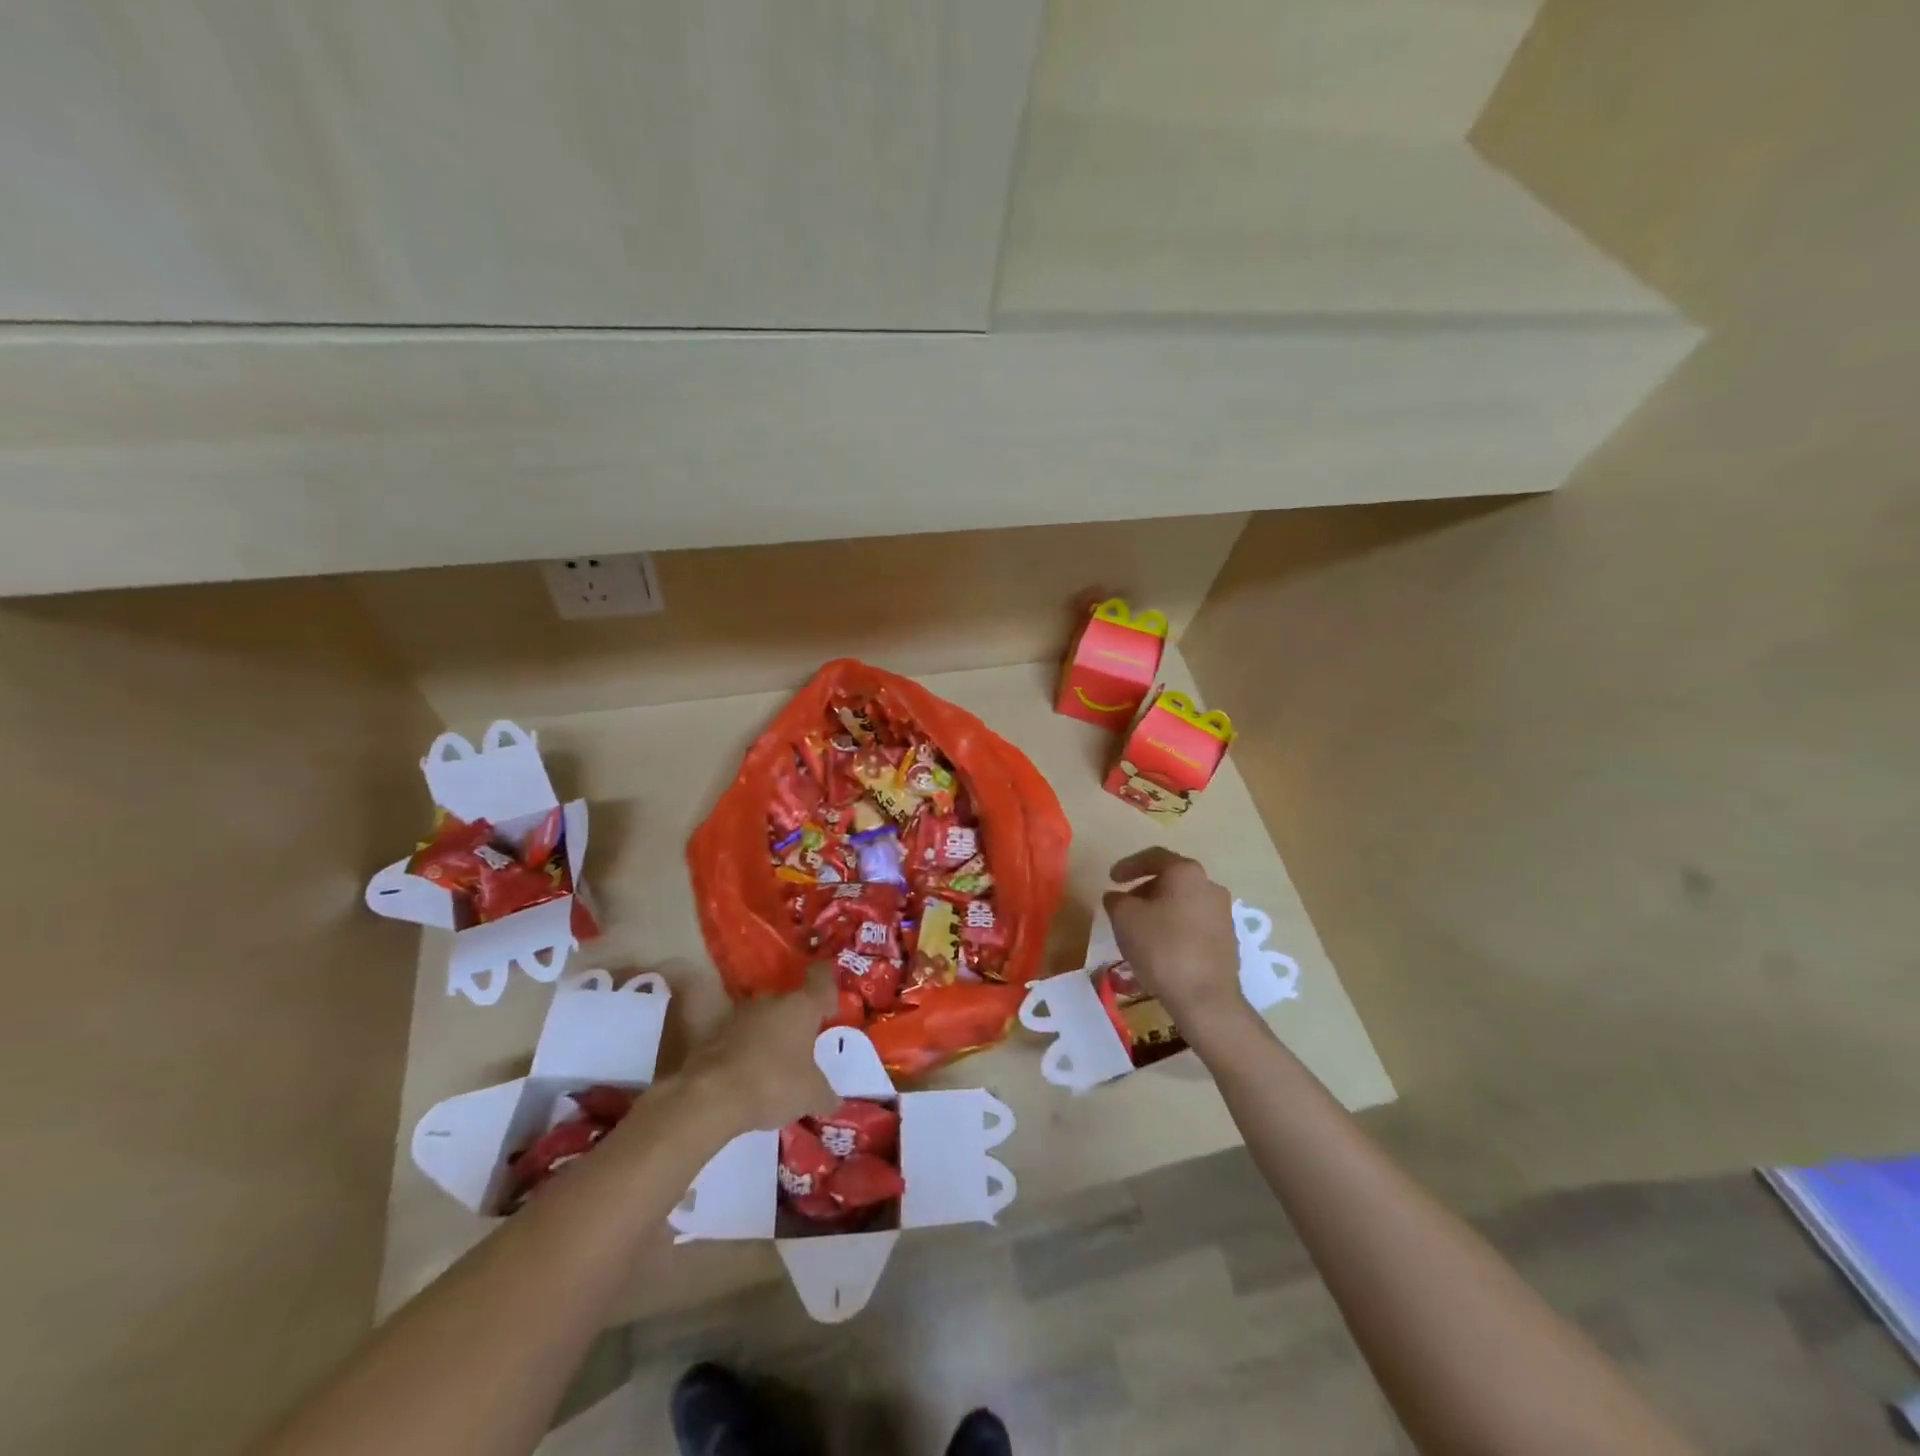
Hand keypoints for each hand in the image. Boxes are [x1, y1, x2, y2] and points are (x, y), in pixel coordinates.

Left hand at [679, 965, 841, 1130]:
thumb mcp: (810, 1095)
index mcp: (802, 1006)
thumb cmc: (774, 1083)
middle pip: (789, 1000)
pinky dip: (746, 1049)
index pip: (820, 977)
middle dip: (795, 1019)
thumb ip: (825, 1094)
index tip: (829, 1003)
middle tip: (802, 1044)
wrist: (712, 1095)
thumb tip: (834, 1100)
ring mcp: (740, 1014)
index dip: (827, 983)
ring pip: (762, 1017)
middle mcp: (772, 1000)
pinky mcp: (715, 1033)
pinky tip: (750, 1073)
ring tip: (774, 1062)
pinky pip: (739, 1036)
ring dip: (768, 1034)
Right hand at [1103, 848, 1248, 1032]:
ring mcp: (1223, 914)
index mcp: (1186, 873)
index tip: (1111, 879)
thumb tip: (1117, 897)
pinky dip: (1175, 927)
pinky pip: (1195, 924)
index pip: (1154, 857)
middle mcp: (1210, 886)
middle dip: (1145, 889)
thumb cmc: (1161, 948)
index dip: (1129, 865)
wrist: (1205, 998)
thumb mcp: (1124, 918)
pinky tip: (1161, 947)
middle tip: (1124, 904)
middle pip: (1172, 879)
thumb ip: (1116, 900)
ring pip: (1184, 902)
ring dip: (1160, 909)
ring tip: (1140, 928)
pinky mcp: (1228, 941)